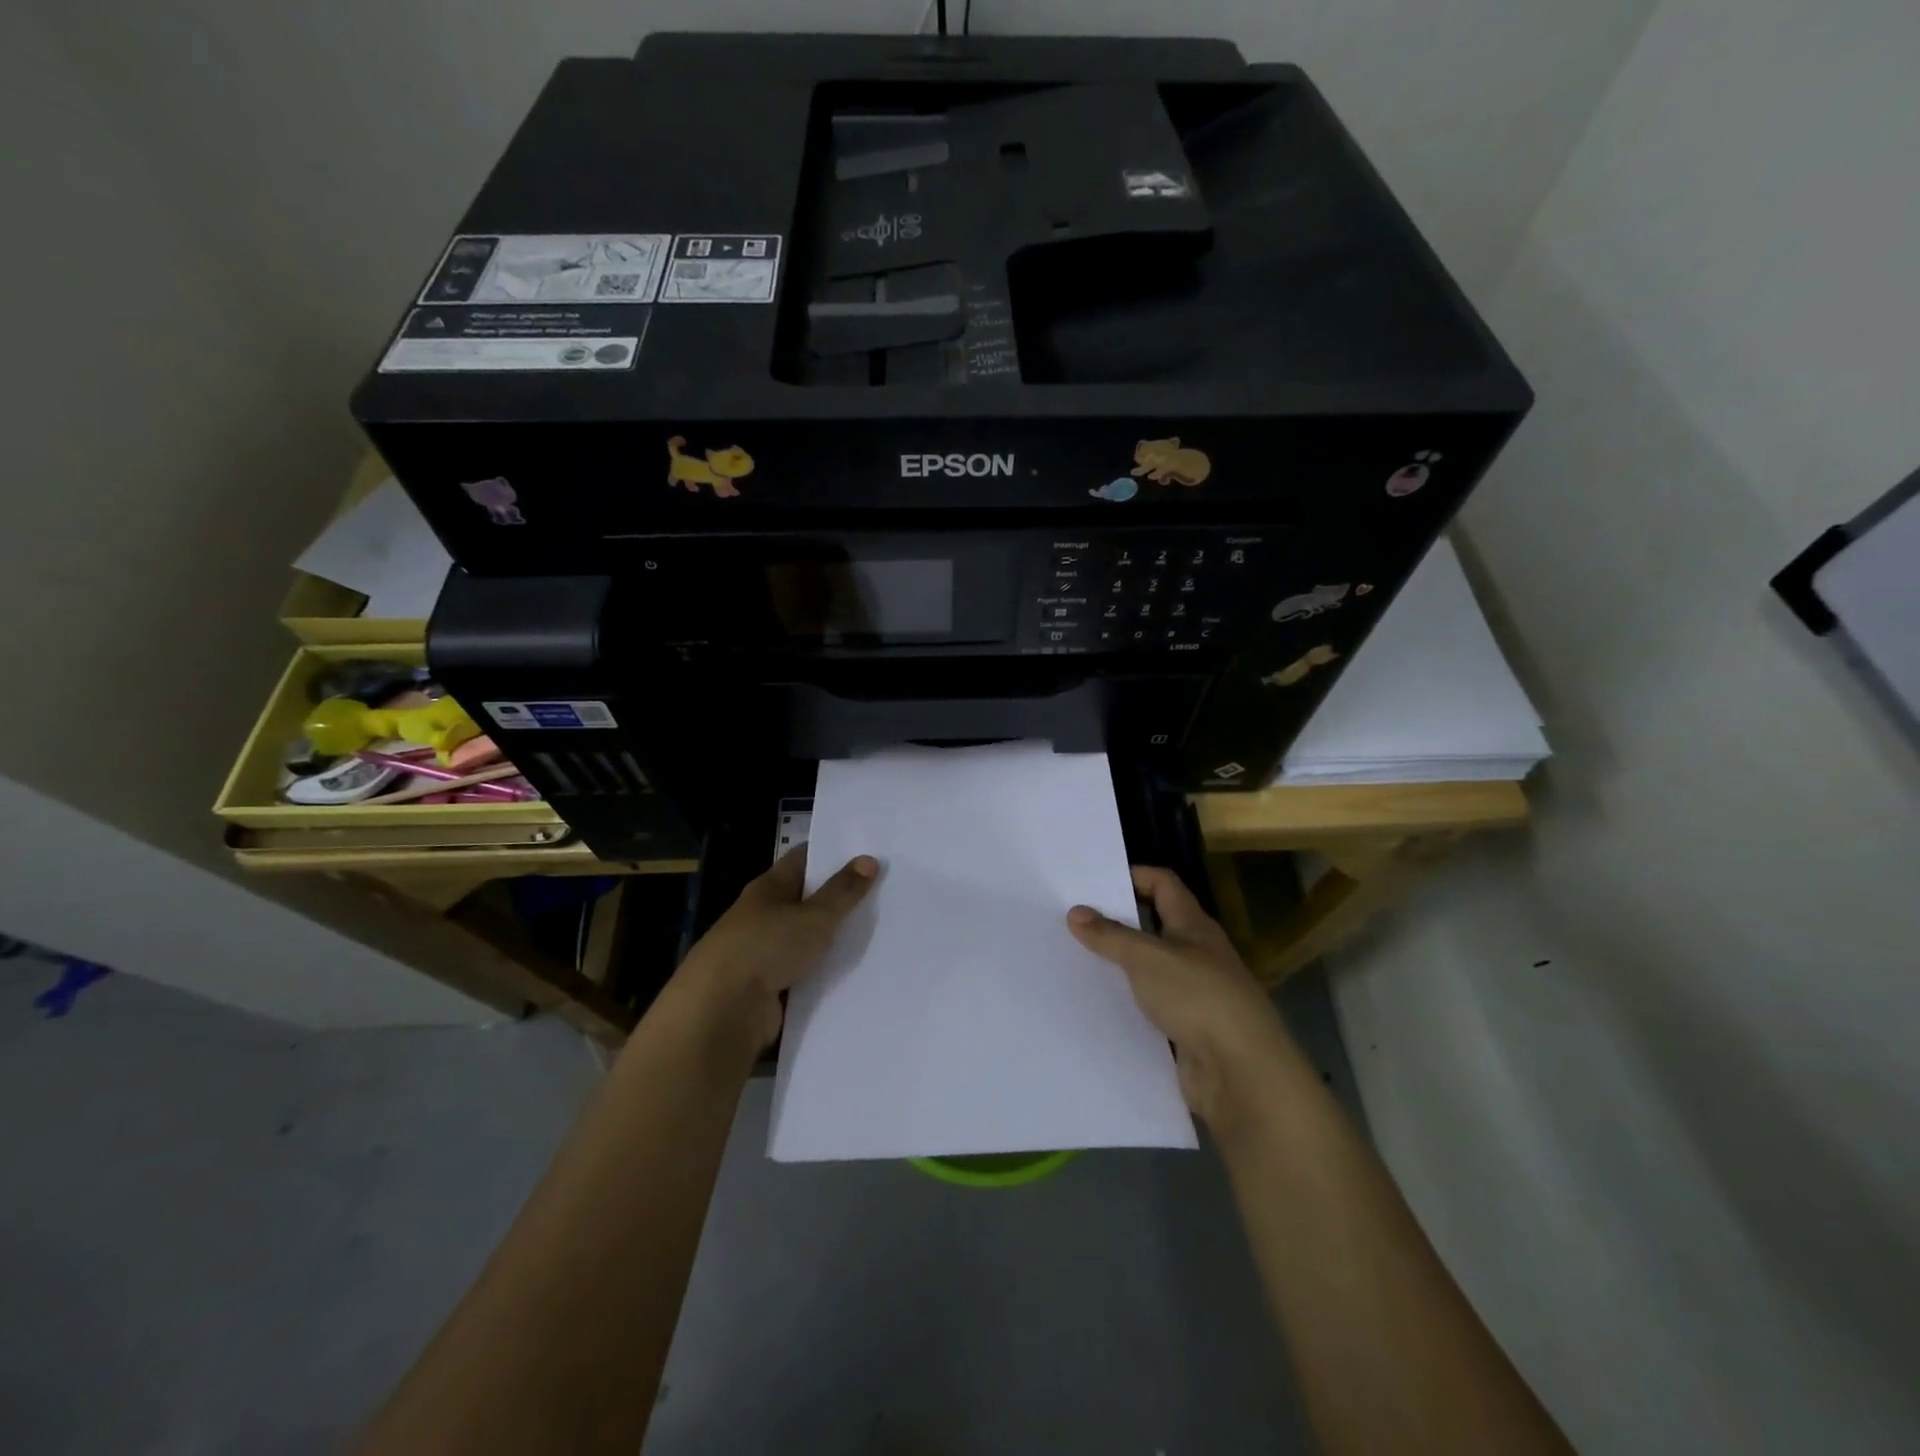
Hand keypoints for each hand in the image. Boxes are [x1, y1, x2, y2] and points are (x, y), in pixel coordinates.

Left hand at [668, 847, 878, 1055]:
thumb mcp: (814, 916)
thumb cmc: (767, 947)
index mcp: (768, 888)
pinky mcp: (768, 987)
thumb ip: (843, 892)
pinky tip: (856, 972)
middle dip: (838, 898)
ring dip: (833, 938)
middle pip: (806, 899)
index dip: (831, 854)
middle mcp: (763, 915)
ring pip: (806, 938)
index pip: (803, 860)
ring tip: (878, 933)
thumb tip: (869, 860)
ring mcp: (763, 952)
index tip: (866, 853)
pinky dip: (824, 972)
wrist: (722, 1010)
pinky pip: (804, 972)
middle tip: (883, 893)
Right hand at [1068, 866, 1298, 1128]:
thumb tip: (1076, 912)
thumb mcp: (1147, 959)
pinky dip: (1125, 1002)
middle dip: (1116, 921)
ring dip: (1118, 964)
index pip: (1163, 884)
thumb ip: (1110, 935)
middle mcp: (1195, 954)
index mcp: (1193, 925)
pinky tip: (1094, 1004)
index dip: (1133, 875)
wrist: (1241, 1074)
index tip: (1092, 882)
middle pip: (1153, 925)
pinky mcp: (1185, 1029)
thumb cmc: (1198, 998)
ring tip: (1072, 959)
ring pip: (1148, 968)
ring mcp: (1193, 993)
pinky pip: (1148, 1006)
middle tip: (1071, 919)